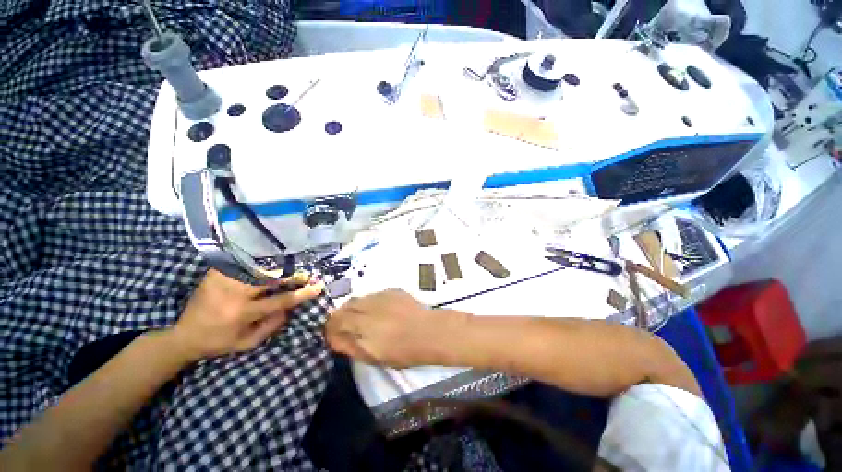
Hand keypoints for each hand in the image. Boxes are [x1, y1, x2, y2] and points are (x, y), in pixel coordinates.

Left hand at [167, 269, 323, 361]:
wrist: (183, 335)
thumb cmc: (219, 342)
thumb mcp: (247, 343)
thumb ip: (271, 326)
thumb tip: (291, 307)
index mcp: (242, 313)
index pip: (280, 300)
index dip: (302, 293)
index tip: (318, 286)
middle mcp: (233, 294)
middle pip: (270, 278)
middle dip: (291, 275)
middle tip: (305, 273)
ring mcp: (222, 281)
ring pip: (257, 268)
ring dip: (277, 266)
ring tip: (290, 266)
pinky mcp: (215, 274)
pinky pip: (241, 263)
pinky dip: (256, 261)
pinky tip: (267, 260)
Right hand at [325, 289, 467, 367]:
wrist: (429, 332)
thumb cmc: (402, 351)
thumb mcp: (373, 356)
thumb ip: (350, 345)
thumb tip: (334, 338)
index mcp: (362, 323)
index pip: (336, 319)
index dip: (330, 327)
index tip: (332, 335)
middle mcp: (369, 305)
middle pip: (346, 305)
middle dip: (341, 315)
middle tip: (346, 327)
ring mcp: (382, 295)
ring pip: (360, 298)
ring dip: (356, 307)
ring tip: (363, 319)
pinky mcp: (393, 291)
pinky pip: (375, 295)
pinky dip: (370, 302)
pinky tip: (380, 311)